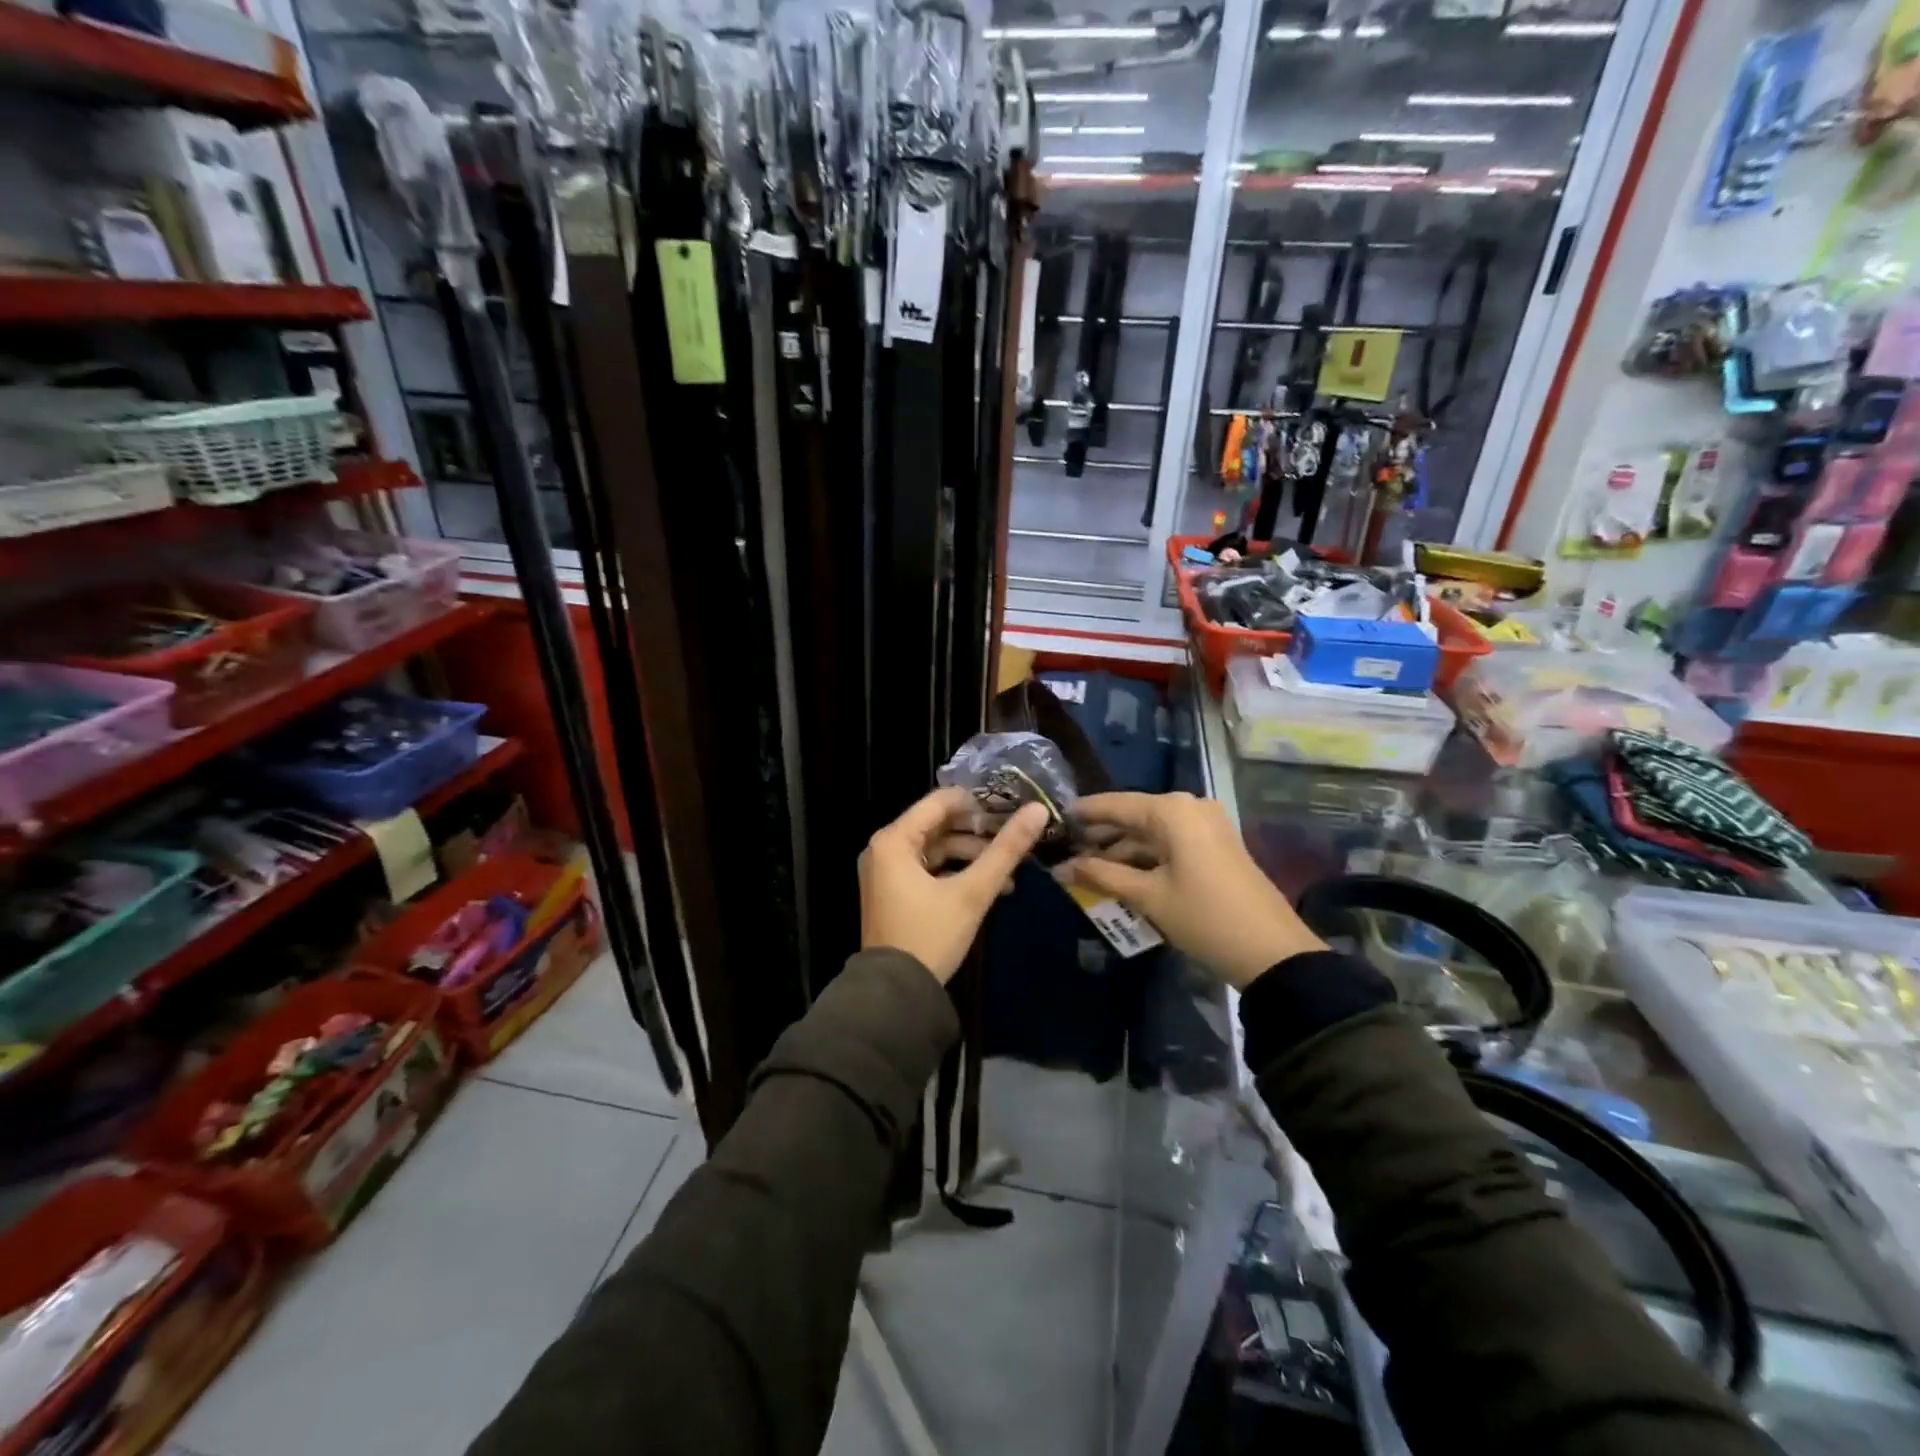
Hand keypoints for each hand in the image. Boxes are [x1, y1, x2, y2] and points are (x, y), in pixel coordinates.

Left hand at [860, 788, 1049, 983]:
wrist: (895, 995)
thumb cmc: (930, 936)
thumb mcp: (972, 892)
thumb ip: (1005, 850)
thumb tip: (1038, 810)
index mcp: (894, 840)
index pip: (940, 802)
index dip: (977, 803)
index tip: (1010, 811)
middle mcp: (884, 849)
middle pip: (938, 825)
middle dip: (978, 834)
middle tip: (1013, 841)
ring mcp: (885, 873)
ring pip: (935, 850)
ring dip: (971, 857)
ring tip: (1008, 874)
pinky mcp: (892, 894)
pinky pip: (927, 870)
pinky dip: (955, 873)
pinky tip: (988, 888)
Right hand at [1058, 791, 1323, 988]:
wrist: (1272, 951)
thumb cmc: (1204, 917)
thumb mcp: (1147, 897)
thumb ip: (1101, 876)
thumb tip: (1060, 868)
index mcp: (1172, 811)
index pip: (1115, 804)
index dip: (1083, 813)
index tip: (1053, 819)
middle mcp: (1189, 807)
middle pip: (1133, 816)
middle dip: (1101, 836)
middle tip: (1065, 851)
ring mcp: (1206, 826)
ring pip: (1151, 832)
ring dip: (1121, 850)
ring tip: (1086, 869)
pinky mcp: (1215, 846)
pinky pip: (1169, 843)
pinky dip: (1145, 857)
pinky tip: (1120, 875)